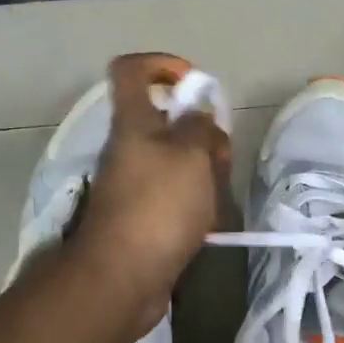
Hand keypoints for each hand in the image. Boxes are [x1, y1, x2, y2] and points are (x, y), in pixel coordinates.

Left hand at [66, 53, 230, 339]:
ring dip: (203, 171)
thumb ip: (200, 127)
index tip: (195, 85)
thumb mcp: (191, 155)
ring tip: (219, 194)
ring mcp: (133, 186)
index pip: (131, 71)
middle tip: (219, 156)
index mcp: (132, 124)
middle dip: (201, 132)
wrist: (124, 276)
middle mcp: (128, 150)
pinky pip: (174, 196)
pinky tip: (210, 221)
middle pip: (165, 122)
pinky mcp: (142, 218)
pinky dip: (195, 202)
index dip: (163, 65)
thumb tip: (200, 119)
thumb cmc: (158, 206)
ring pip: (175, 162)